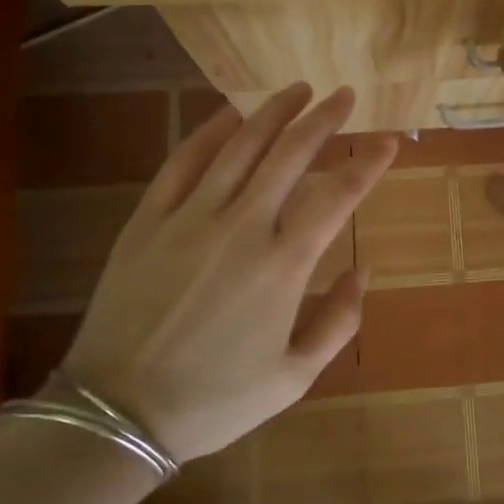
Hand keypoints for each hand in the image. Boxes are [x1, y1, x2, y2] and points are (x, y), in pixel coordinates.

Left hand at [60, 85, 395, 462]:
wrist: (115, 414)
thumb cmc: (213, 400)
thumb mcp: (293, 378)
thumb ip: (339, 321)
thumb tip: (363, 271)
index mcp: (283, 266)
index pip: (338, 196)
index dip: (369, 163)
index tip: (388, 141)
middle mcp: (242, 227)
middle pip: (291, 153)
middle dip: (324, 118)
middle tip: (344, 94)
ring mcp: (190, 217)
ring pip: (240, 146)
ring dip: (274, 111)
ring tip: (298, 89)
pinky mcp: (148, 219)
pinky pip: (183, 161)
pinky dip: (210, 131)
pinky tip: (230, 115)